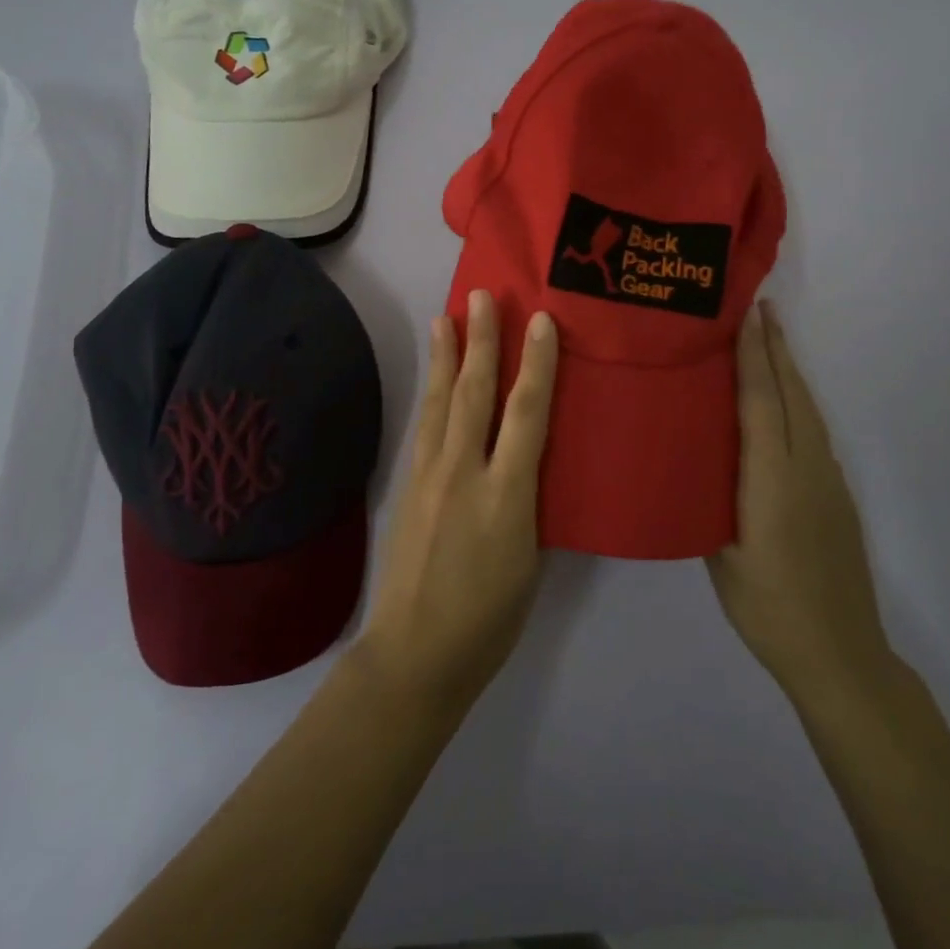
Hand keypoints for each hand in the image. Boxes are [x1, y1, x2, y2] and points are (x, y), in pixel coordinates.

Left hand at [357, 290, 559, 710]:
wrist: (416, 652)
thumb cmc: (489, 618)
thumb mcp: (530, 560)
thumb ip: (528, 503)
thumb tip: (526, 465)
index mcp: (507, 496)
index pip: (527, 415)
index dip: (537, 365)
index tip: (541, 322)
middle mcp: (464, 474)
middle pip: (474, 394)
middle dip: (481, 342)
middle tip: (481, 296)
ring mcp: (430, 477)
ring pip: (440, 403)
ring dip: (445, 357)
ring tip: (445, 318)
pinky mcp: (408, 486)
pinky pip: (424, 427)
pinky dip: (430, 394)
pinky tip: (432, 380)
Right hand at [708, 301, 897, 710]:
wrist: (840, 654)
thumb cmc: (768, 607)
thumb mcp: (720, 555)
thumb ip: (711, 501)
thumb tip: (695, 464)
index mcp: (772, 478)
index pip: (761, 402)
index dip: (753, 356)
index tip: (747, 316)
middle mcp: (806, 467)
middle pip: (792, 395)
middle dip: (776, 349)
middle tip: (761, 309)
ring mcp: (828, 481)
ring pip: (808, 411)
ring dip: (789, 373)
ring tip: (771, 343)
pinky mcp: (837, 496)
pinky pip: (814, 433)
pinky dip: (797, 403)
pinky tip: (784, 405)